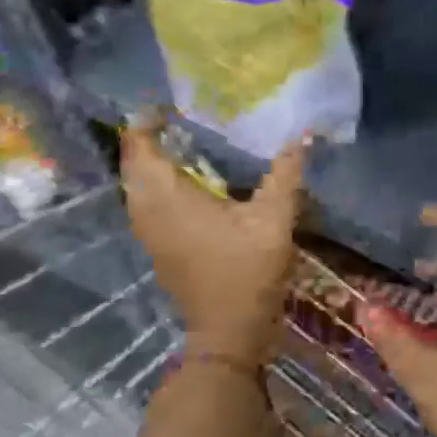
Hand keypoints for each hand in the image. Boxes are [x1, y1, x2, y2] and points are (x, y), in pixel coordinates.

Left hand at [121, 118, 306, 371]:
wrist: (229, 330)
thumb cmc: (247, 271)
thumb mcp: (274, 218)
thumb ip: (286, 173)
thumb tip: (304, 135)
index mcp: (168, 198)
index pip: (139, 148)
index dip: (146, 122)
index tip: (168, 105)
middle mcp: (148, 211)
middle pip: (133, 165)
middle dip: (147, 138)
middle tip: (177, 119)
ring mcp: (149, 232)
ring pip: (137, 186)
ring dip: (151, 162)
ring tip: (182, 144)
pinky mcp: (158, 247)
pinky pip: (146, 203)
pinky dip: (158, 184)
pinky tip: (189, 182)